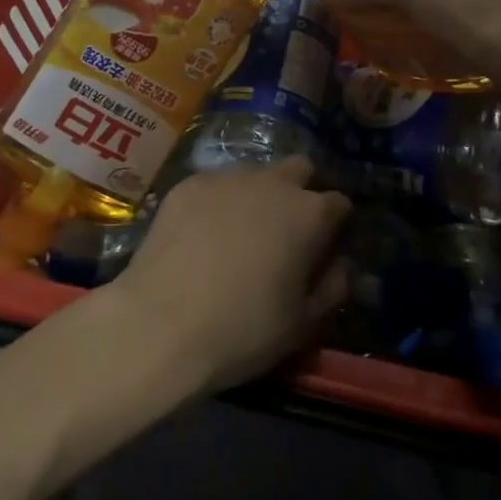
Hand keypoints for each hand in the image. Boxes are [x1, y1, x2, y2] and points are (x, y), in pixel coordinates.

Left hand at [108, 157, 350, 392]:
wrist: (160, 325)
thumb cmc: (243, 330)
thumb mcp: (302, 324)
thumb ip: (332, 288)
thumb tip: (341, 265)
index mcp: (309, 214)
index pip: (340, 202)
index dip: (336, 224)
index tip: (325, 246)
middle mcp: (273, 182)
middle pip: (299, 169)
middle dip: (299, 191)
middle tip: (284, 231)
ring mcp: (227, 177)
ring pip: (255, 173)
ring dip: (257, 194)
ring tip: (239, 232)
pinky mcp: (189, 183)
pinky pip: (215, 184)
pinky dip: (218, 202)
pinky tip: (202, 234)